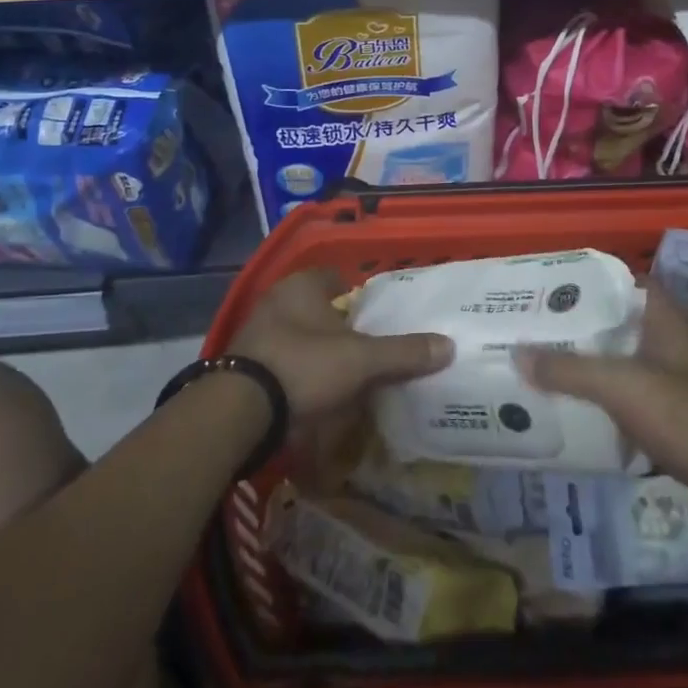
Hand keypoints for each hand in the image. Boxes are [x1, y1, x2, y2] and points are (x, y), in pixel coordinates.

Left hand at [227, 268, 451, 422]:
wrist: (239, 411)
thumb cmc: (304, 366)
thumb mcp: (362, 361)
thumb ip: (403, 353)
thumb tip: (448, 346)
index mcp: (303, 285)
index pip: (335, 276)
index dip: (356, 291)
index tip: (375, 312)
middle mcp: (276, 300)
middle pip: (316, 307)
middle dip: (337, 324)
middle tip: (365, 345)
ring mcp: (256, 333)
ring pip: (296, 334)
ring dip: (316, 350)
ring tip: (343, 372)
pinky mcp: (244, 365)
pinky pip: (280, 361)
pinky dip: (297, 372)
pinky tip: (314, 392)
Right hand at [515, 286, 687, 534]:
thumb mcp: (622, 387)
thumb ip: (569, 370)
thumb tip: (517, 352)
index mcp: (666, 318)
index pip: (622, 282)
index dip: (586, 282)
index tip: (548, 290)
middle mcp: (675, 341)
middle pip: (619, 323)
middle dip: (581, 327)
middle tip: (536, 330)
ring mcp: (682, 380)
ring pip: (627, 362)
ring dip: (594, 365)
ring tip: (548, 368)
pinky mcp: (683, 418)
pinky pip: (636, 397)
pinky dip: (611, 400)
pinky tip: (582, 413)